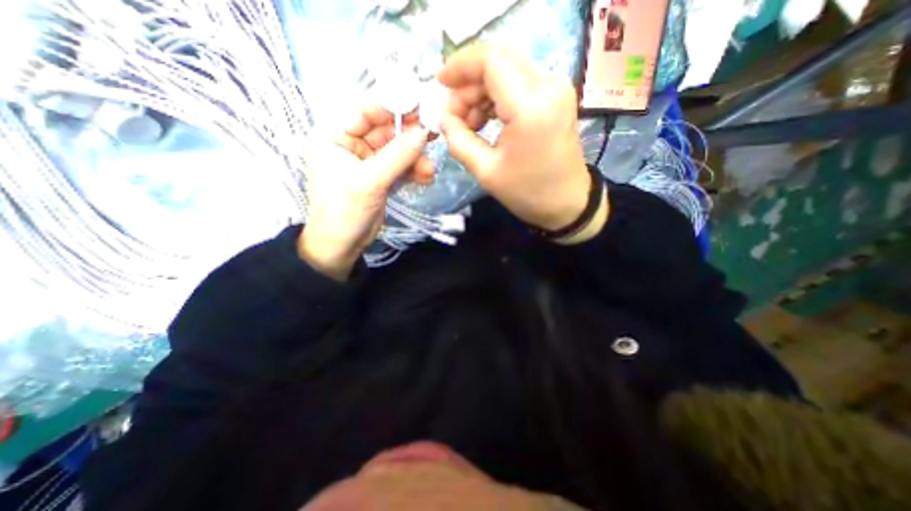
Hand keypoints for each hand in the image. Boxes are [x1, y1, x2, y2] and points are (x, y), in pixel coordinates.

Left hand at [298, 105, 428, 277]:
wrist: (342, 246)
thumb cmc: (344, 211)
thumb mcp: (370, 181)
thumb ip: (398, 155)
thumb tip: (424, 132)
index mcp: (335, 135)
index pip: (367, 110)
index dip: (394, 107)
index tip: (422, 109)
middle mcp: (351, 143)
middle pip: (386, 130)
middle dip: (410, 137)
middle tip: (434, 138)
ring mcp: (368, 161)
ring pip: (397, 150)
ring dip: (415, 158)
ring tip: (429, 170)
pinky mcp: (381, 177)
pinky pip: (400, 166)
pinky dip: (413, 171)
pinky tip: (425, 178)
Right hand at [440, 46, 606, 237]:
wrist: (566, 202)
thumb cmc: (527, 192)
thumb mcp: (486, 171)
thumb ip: (459, 140)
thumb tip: (443, 118)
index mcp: (530, 107)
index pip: (490, 62)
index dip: (460, 67)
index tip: (440, 84)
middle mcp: (548, 86)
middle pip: (498, 62)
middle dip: (468, 85)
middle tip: (454, 117)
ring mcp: (556, 88)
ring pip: (507, 71)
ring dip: (481, 92)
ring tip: (469, 125)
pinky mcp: (557, 96)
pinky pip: (519, 83)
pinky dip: (497, 96)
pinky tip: (486, 120)